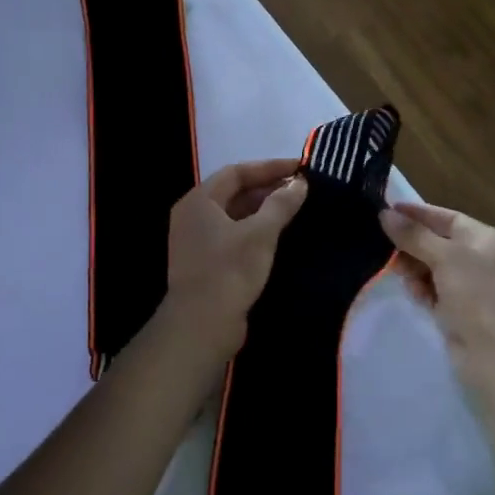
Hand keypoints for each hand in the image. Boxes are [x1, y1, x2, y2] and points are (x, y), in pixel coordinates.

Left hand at [161, 158, 308, 358]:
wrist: (201, 327)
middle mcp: (193, 215)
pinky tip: (278, 236)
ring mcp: (197, 240)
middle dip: (267, 188)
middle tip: (301, 188)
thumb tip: (299, 183)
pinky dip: (255, 230)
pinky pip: (233, 235)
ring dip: (263, 209)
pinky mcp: (205, 262)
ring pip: (234, 215)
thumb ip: (280, 204)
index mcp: (199, 201)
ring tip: (295, 208)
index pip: (236, 172)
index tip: (300, 167)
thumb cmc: (229, 272)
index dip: (269, 167)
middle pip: (233, 192)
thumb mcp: (260, 234)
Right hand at [380, 202, 494, 400]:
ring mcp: (472, 288)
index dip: (417, 214)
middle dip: (412, 245)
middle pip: (438, 243)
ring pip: (433, 268)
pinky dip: (423, 291)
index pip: (447, 217)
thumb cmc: (479, 297)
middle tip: (383, 247)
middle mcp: (482, 260)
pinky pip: (434, 292)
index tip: (385, 210)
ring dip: (415, 269)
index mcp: (487, 239)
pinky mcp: (461, 313)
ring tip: (399, 274)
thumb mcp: (446, 258)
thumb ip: (414, 235)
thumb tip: (385, 214)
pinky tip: (415, 296)